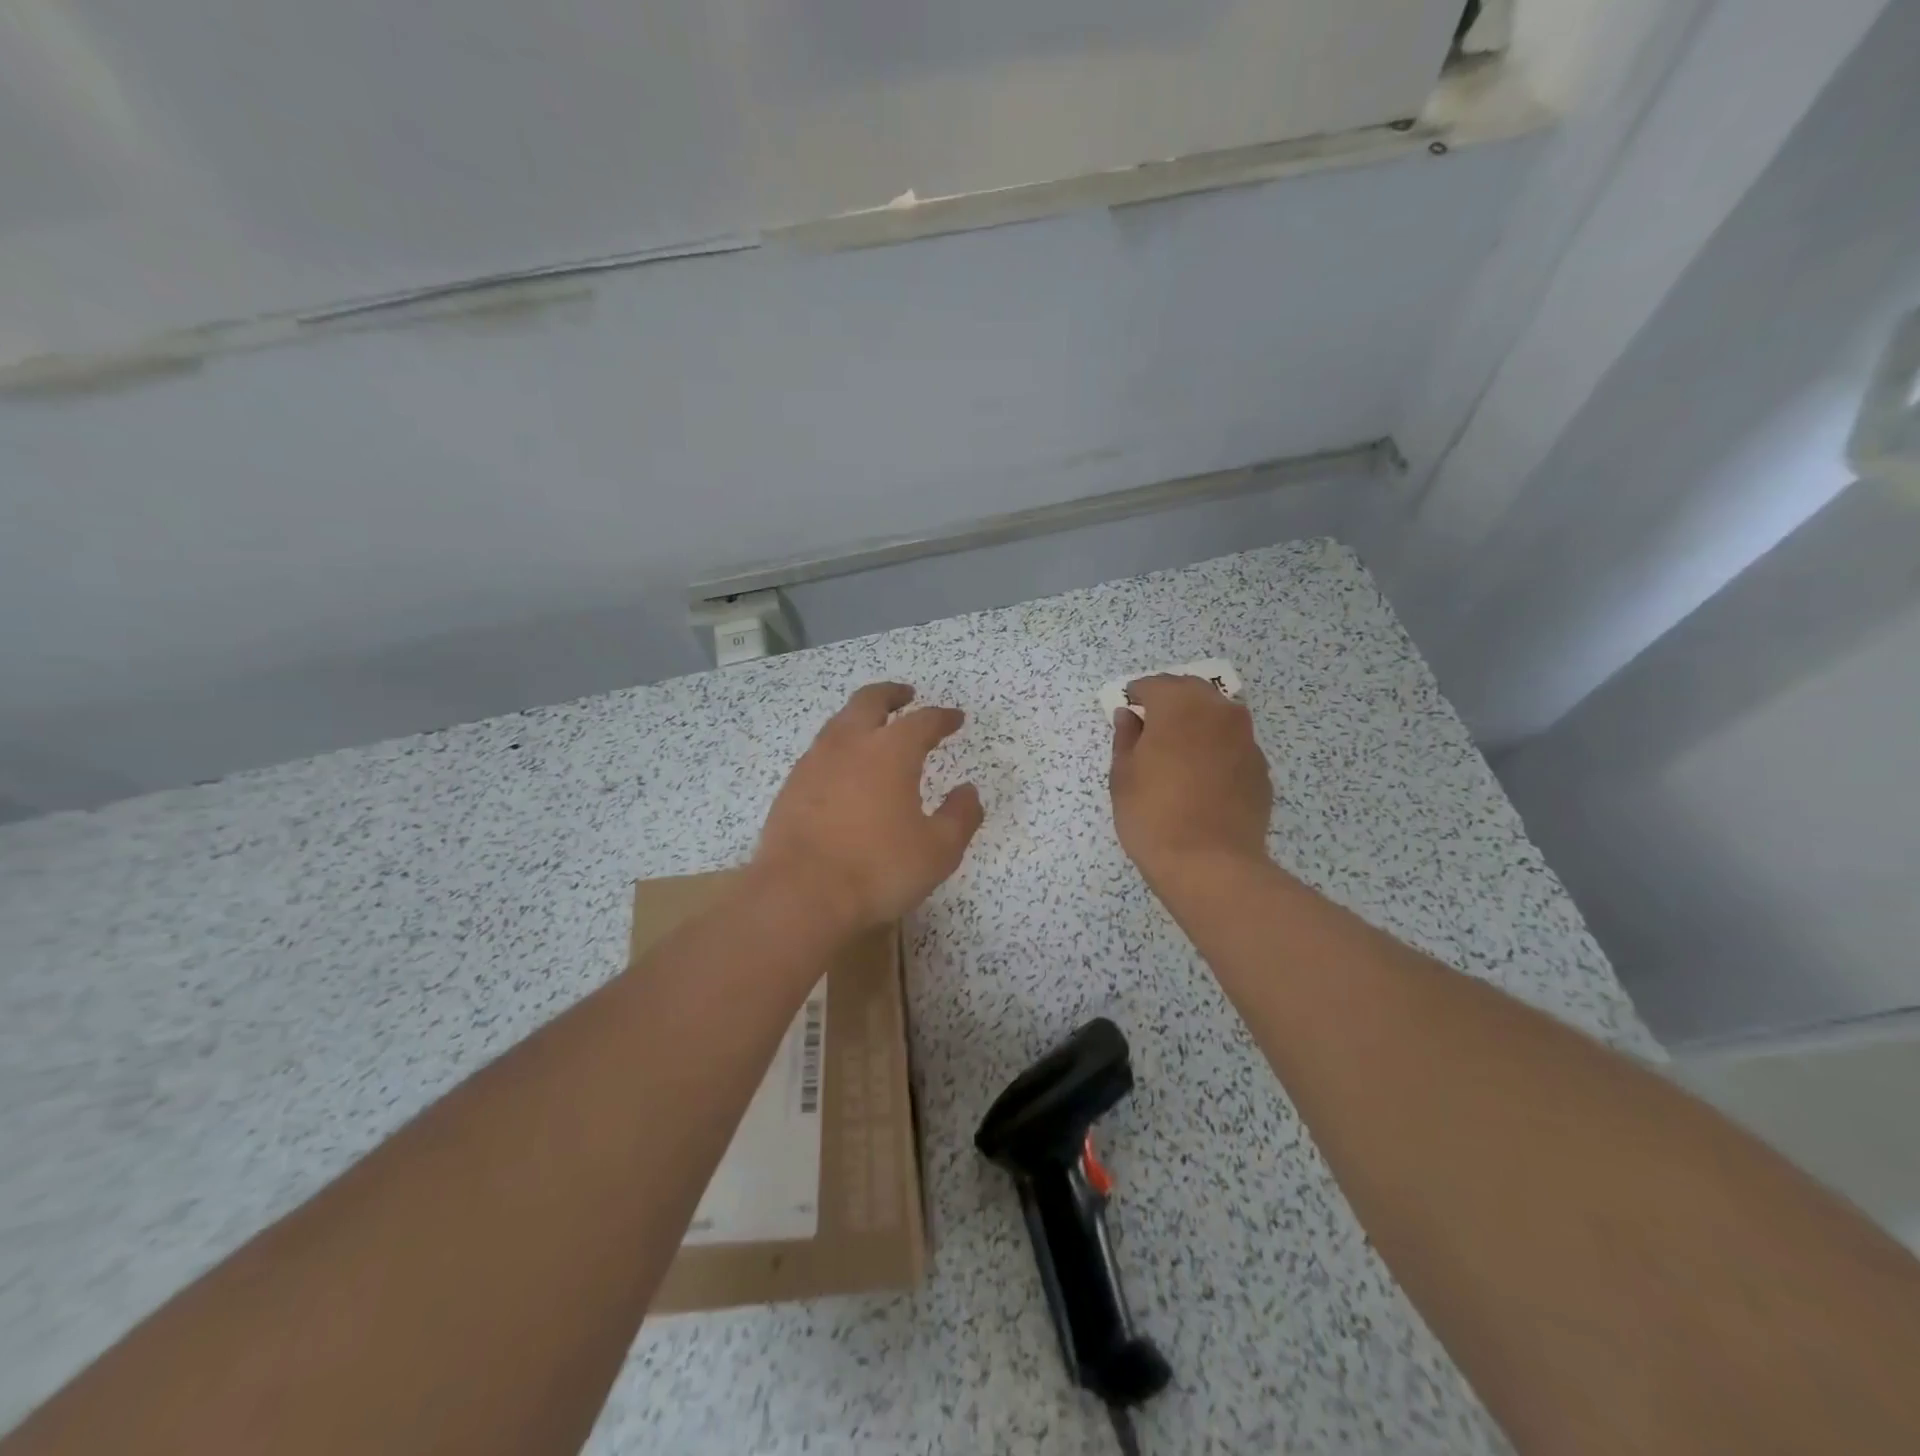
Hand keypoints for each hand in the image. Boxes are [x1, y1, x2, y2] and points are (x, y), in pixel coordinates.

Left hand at [754, 682, 983, 931]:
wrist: (800, 894)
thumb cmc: (878, 869)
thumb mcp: (938, 850)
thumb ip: (960, 816)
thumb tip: (968, 792)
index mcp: (891, 751)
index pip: (923, 721)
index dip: (942, 717)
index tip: (955, 719)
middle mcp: (850, 744)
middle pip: (870, 701)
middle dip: (891, 694)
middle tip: (906, 696)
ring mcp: (815, 762)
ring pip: (839, 722)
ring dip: (861, 717)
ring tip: (874, 729)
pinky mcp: (791, 786)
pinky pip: (820, 751)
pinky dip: (839, 747)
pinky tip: (844, 769)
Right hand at [1109, 675, 1272, 888]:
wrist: (1210, 864)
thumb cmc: (1152, 816)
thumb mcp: (1123, 776)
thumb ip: (1126, 738)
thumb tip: (1129, 716)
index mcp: (1179, 706)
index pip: (1155, 685)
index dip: (1137, 695)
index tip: (1127, 708)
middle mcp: (1218, 712)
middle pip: (1191, 690)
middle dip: (1169, 700)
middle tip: (1150, 724)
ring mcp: (1245, 739)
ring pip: (1217, 714)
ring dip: (1196, 720)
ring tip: (1177, 749)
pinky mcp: (1260, 767)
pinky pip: (1232, 743)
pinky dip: (1215, 746)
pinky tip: (1202, 775)